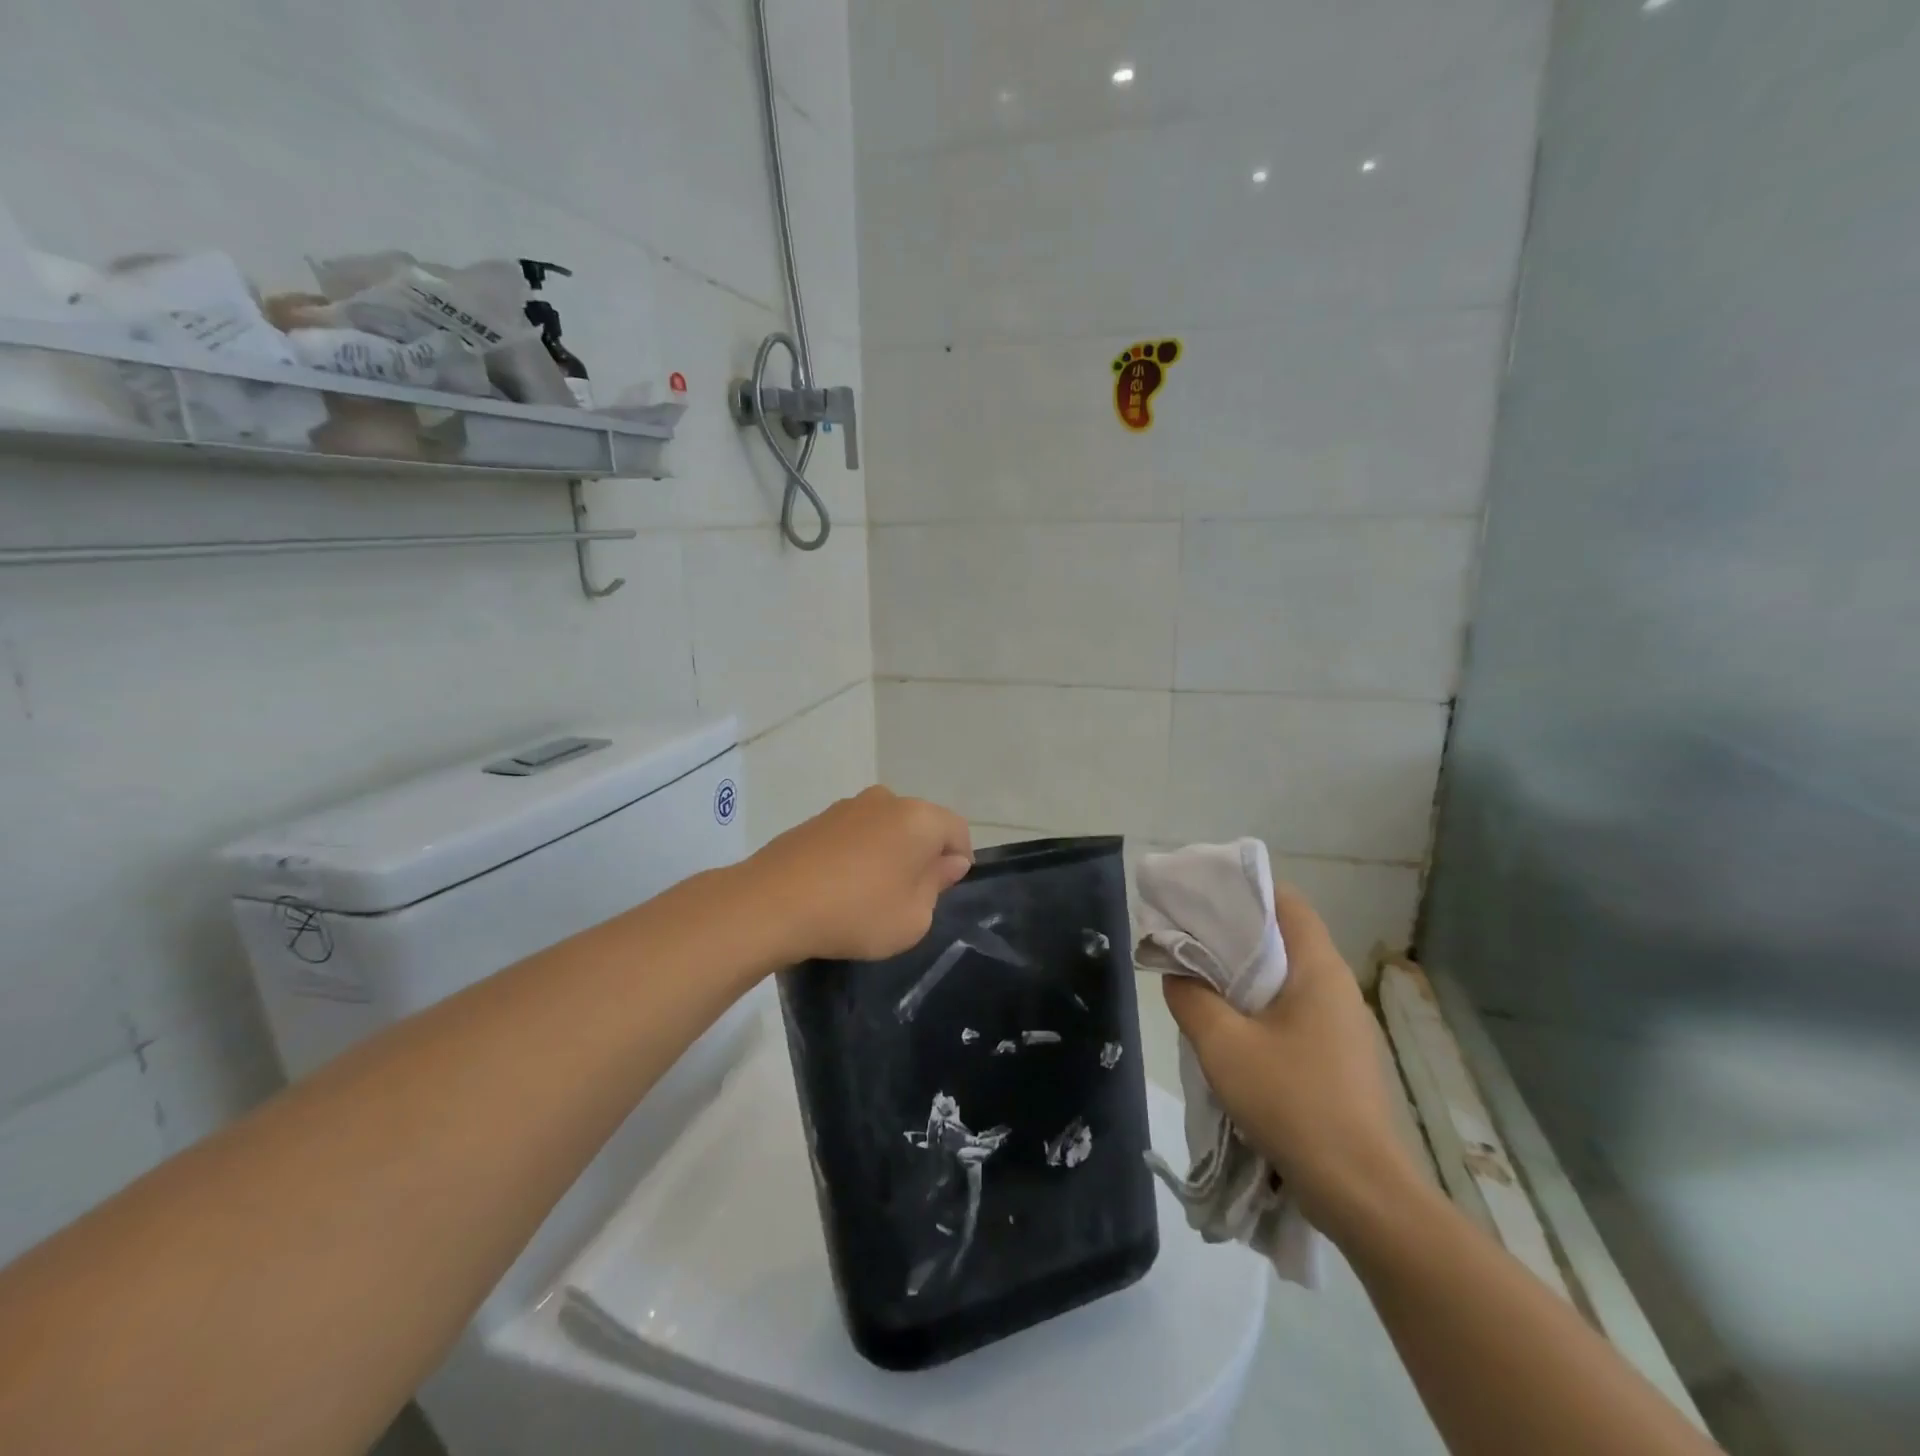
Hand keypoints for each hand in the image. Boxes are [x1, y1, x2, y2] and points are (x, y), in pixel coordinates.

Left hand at [744, 787, 972, 962]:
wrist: (772, 903)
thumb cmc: (856, 913)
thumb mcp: (913, 917)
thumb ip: (937, 885)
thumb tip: (947, 862)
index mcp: (920, 818)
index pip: (958, 830)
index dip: (959, 861)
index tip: (944, 892)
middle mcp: (887, 800)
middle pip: (921, 825)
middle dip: (923, 855)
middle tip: (909, 897)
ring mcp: (848, 805)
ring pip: (886, 827)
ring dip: (888, 853)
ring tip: (870, 894)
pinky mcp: (818, 818)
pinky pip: (854, 833)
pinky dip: (858, 853)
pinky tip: (840, 886)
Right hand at [1163, 887, 1418, 1235]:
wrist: (1360, 1191)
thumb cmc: (1292, 1102)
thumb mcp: (1223, 1045)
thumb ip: (1191, 998)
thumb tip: (1177, 973)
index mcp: (1318, 969)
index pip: (1286, 902)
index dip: (1244, 890)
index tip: (1202, 896)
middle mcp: (1337, 987)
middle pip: (1283, 938)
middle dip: (1233, 934)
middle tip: (1187, 937)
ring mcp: (1343, 1025)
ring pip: (1286, 979)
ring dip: (1243, 976)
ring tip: (1199, 981)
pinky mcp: (1340, 1059)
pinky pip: (1293, 1014)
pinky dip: (1259, 1008)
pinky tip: (1229, 1032)